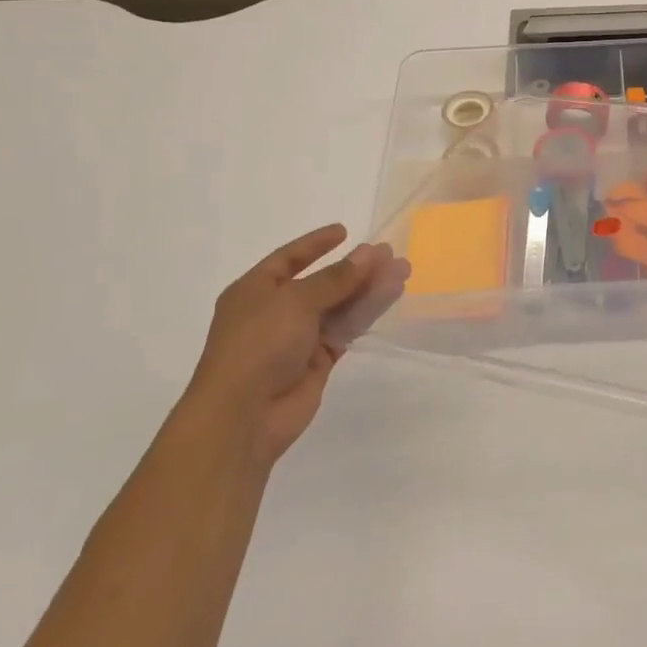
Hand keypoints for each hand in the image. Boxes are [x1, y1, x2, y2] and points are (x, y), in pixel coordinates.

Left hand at [182, 225, 409, 467]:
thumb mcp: (295, 301)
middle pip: (322, 282)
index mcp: (254, 291)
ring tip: (402, 271)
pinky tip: (391, 296)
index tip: (344, 231)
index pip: (288, 259)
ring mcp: (297, 338)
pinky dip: (366, 313)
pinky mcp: (317, 361)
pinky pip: (345, 329)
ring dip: (368, 288)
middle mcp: (275, 311)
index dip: (315, 244)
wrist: (244, 415)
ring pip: (339, 306)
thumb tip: (368, 254)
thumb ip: (336, 278)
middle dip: (355, 268)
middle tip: (389, 254)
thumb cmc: (259, 344)